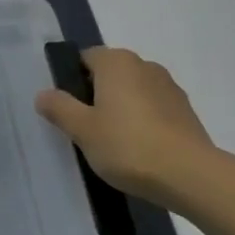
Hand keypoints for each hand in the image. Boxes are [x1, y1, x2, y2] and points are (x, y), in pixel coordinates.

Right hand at [35, 47, 223, 204]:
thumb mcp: (82, 129)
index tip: (68, 109)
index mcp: (116, 62)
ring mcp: (169, 88)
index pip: (85, 58)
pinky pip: (154, 109)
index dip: (72, 80)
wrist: (191, 176)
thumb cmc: (128, 145)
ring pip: (134, 92)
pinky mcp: (187, 112)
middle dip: (97, 95)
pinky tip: (140, 150)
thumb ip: (59, 108)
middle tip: (86, 128)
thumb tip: (43, 94)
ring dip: (122, 108)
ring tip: (115, 143)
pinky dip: (144, 122)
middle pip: (110, 74)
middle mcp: (144, 65)